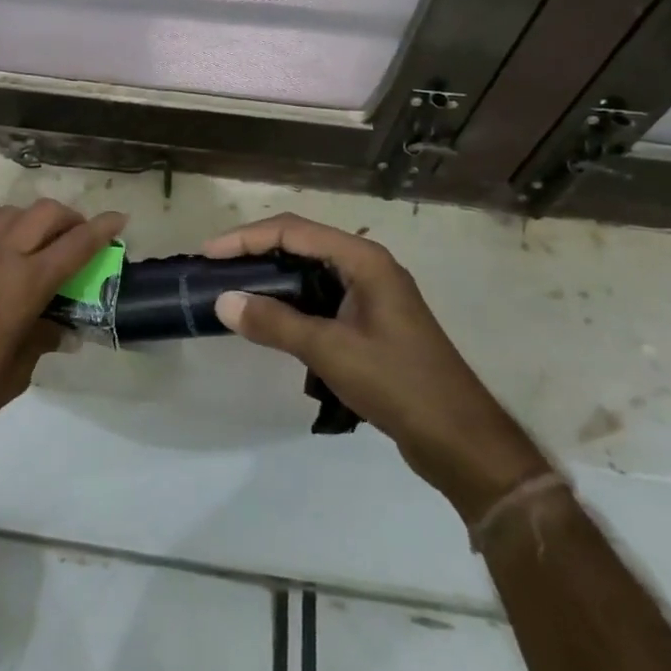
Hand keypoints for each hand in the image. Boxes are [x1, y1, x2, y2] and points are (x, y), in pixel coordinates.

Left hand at [0, 195, 125, 477]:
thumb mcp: (19, 372)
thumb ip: (42, 339)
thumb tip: (62, 330)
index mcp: (27, 284)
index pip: (76, 246)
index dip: (102, 229)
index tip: (119, 218)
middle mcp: (0, 257)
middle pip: (44, 216)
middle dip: (68, 218)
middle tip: (77, 234)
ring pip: (6, 214)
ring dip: (28, 217)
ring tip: (34, 233)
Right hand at [206, 214, 548, 520]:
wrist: (461, 440)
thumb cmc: (398, 384)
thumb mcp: (330, 351)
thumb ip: (275, 323)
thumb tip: (224, 302)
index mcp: (363, 259)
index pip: (293, 230)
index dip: (247, 238)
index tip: (209, 254)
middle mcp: (367, 265)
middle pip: (301, 243)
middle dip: (257, 252)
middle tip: (216, 269)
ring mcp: (372, 293)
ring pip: (310, 271)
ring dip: (273, 277)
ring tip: (235, 289)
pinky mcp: (371, 320)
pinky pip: (321, 297)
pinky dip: (292, 301)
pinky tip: (270, 319)